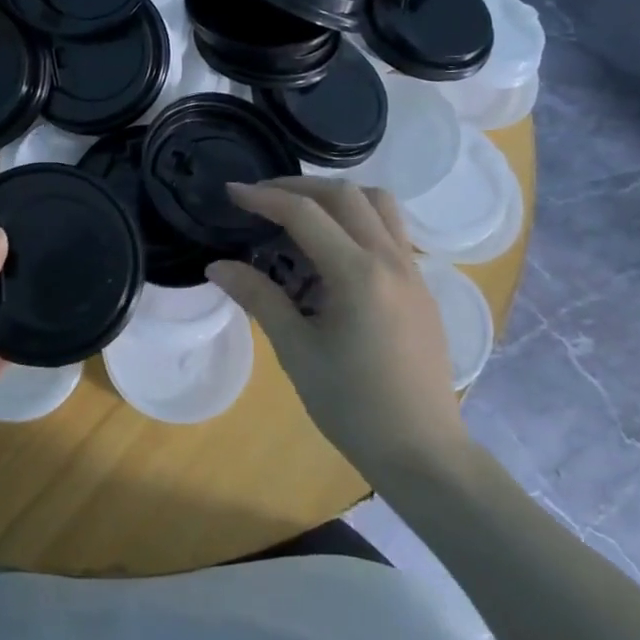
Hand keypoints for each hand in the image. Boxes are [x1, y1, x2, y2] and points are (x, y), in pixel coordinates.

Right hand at [206, 178, 469, 482]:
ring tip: (302, 214)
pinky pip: (392, 230)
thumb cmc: (352, 406)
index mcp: (358, 274)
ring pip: (379, 203)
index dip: (264, 197)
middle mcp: (391, 260)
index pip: (304, 213)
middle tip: (261, 198)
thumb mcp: (297, 351)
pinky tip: (334, 250)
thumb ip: (259, 298)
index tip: (232, 192)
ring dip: (337, 196)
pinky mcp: (422, 287)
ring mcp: (414, 271)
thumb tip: (216, 266)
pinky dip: (360, 219)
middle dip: (298, 187)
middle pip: (345, 195)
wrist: (423, 452)